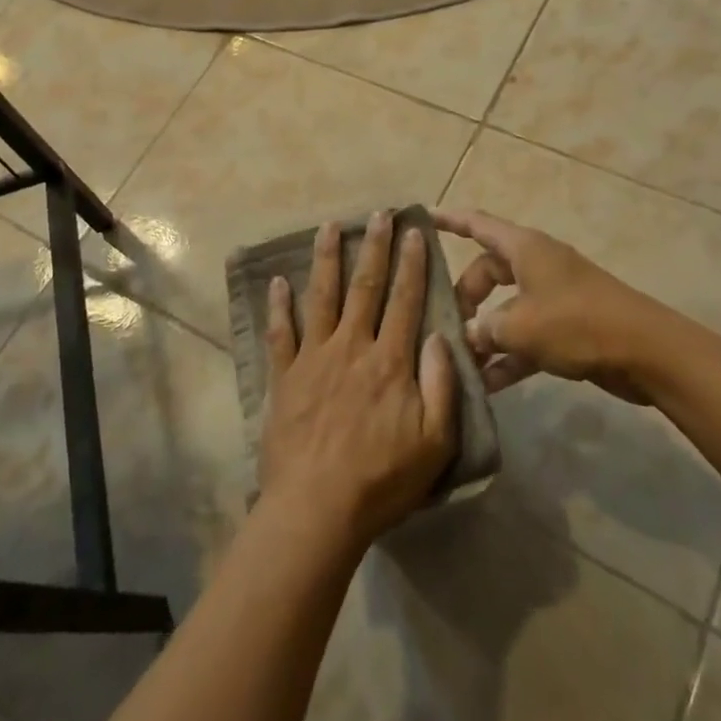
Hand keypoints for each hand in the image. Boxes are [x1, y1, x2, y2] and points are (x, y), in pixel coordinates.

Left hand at [257, 212, 457, 546]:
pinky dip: (279, 305)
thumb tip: (438, 335)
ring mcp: (314, 358)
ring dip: (326, 259)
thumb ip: (441, 385)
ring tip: (329, 227)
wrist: (317, 507)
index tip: (414, 232)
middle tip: (378, 214)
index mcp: (390, 361)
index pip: (405, 300)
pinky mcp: (285, 376)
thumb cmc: (382, 479)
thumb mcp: (435, 441)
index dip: (412, 264)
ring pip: (321, 297)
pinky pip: (280, 333)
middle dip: (374, 247)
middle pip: (365, 287)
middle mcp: (352, 347)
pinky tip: (278, 281)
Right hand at [434, 208, 663, 402]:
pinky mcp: (566, 328)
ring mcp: (552, 297)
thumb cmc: (577, 323)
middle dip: (465, 296)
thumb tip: (468, 336)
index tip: (422, 217)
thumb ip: (485, 330)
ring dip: (485, 333)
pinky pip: (526, 337)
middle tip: (445, 324)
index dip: (449, 220)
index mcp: (524, 248)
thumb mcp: (520, 326)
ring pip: (505, 308)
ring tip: (459, 359)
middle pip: (487, 271)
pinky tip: (487, 385)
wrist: (646, 352)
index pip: (477, 224)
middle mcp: (536, 265)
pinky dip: (508, 356)